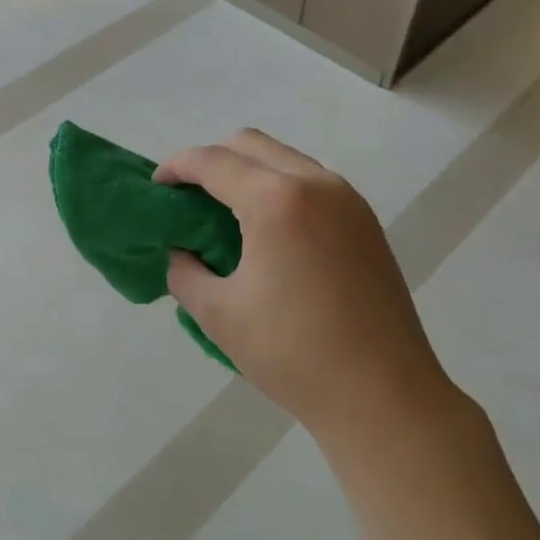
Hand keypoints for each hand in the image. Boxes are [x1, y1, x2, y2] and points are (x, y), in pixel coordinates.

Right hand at [156, 130, 452, 443]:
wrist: (383, 395)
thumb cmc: (292, 354)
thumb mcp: (219, 314)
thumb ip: (185, 272)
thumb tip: (182, 253)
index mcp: (277, 200)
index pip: (213, 161)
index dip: (176, 166)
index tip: (156, 186)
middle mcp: (316, 183)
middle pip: (251, 145)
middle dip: (212, 161)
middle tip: (189, 198)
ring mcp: (348, 200)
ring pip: (285, 159)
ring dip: (249, 171)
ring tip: (227, 214)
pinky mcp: (366, 222)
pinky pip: (312, 182)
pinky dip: (280, 188)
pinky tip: (270, 232)